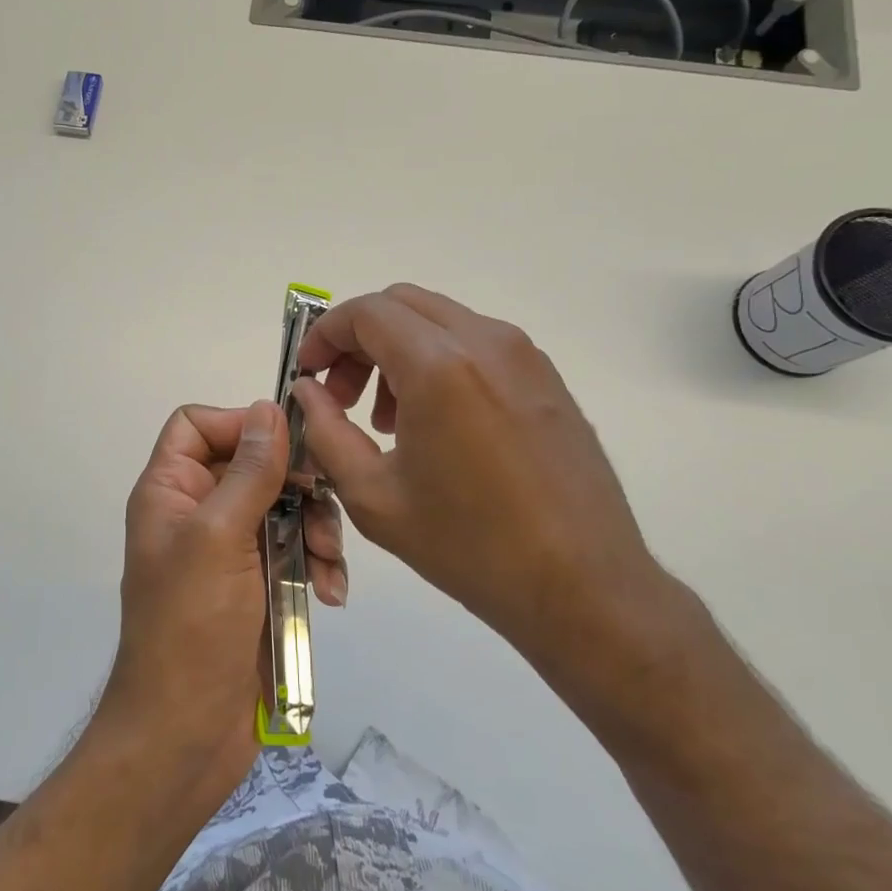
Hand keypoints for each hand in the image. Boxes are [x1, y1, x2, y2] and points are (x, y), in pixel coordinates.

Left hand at [101, 401, 347, 786]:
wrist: (187, 736)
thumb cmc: (192, 629)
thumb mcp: (218, 539)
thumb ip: (248, 472)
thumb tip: (268, 408)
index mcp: (170, 493)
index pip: (196, 426)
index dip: (238, 425)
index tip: (284, 445)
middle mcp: (198, 514)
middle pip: (253, 465)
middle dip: (295, 485)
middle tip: (323, 506)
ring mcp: (230, 552)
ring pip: (284, 508)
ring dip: (315, 529)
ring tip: (326, 565)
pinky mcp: (259, 585)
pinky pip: (296, 551)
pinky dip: (317, 564)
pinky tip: (331, 592)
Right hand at [291, 284, 691, 687]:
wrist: (582, 586)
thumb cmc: (468, 546)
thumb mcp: (373, 496)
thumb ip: (326, 432)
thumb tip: (309, 392)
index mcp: (439, 366)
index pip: (366, 313)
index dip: (325, 335)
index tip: (309, 374)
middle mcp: (486, 342)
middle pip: (401, 304)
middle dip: (359, 339)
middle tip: (342, 395)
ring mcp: (525, 356)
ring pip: (440, 321)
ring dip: (398, 350)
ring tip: (388, 419)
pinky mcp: (547, 378)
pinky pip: (476, 344)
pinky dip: (439, 361)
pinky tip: (437, 424)